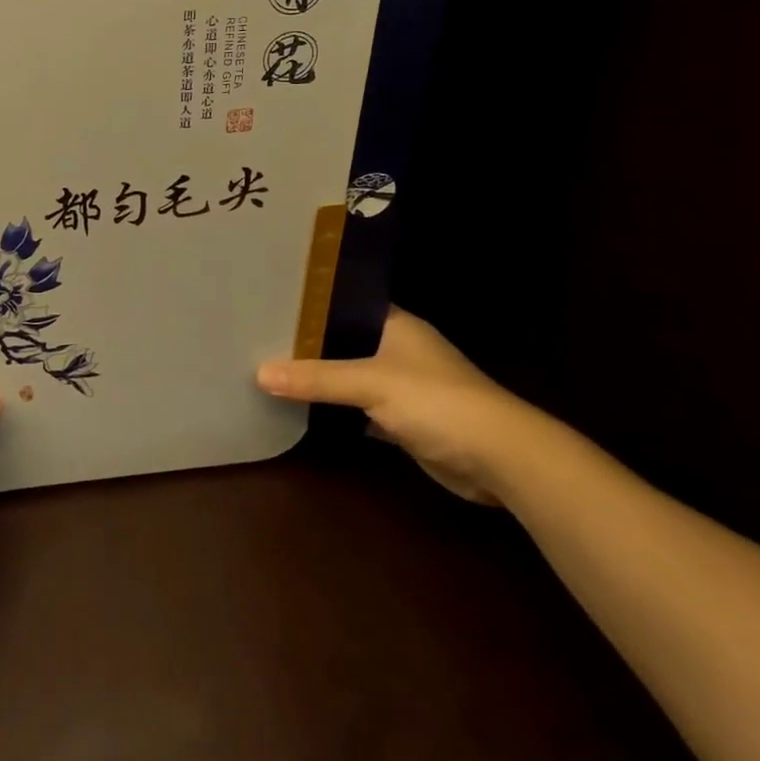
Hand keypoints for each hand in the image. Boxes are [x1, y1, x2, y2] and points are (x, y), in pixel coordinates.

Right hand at [256, 307, 553, 505]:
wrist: (503, 461)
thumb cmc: (438, 401)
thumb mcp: (372, 383)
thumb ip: (317, 378)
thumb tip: (260, 373)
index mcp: (394, 324)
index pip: (343, 301)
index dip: (308, 301)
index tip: (267, 299)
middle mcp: (397, 348)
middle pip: (341, 339)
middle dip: (306, 341)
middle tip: (256, 334)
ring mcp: (401, 386)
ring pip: (348, 375)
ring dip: (319, 377)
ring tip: (268, 366)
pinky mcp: (402, 421)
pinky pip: (358, 409)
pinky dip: (335, 410)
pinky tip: (300, 407)